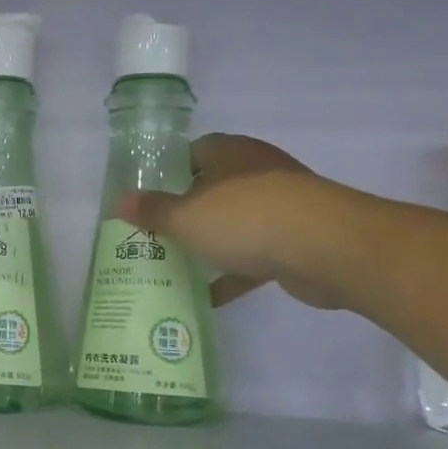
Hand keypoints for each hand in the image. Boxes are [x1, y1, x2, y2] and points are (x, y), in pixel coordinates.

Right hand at [119, 133, 342, 309]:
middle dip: (187, 212)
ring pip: (236, 222)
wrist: (327, 248)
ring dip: (212, 243)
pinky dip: (235, 273)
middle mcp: (257, 172)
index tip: (149, 198)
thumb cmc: (246, 218)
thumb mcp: (186, 217)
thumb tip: (120, 203)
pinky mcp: (297, 240)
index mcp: (230, 153)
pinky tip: (210, 296)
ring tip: (178, 265)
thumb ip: (153, 211)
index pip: (194, 152)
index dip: (170, 171)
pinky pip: (256, 255)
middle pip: (214, 188)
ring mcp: (281, 206)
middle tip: (157, 235)